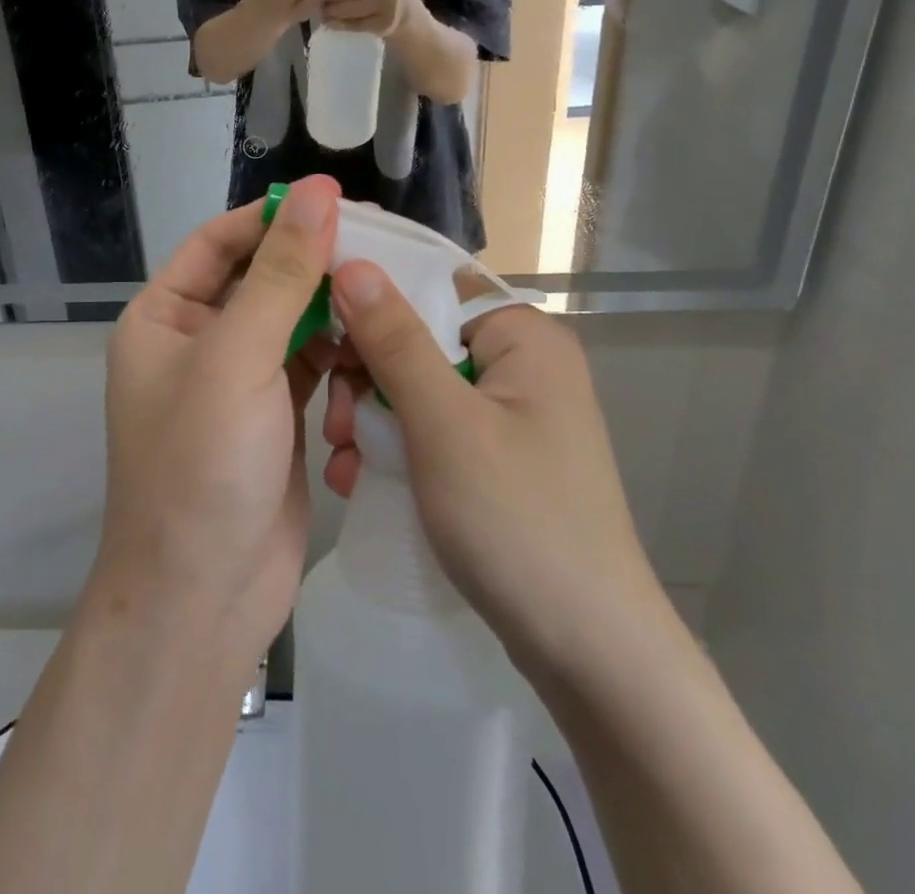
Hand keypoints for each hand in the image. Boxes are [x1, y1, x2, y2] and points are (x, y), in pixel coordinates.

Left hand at [96, 176, 341, 664]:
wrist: (204, 600)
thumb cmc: (202, 466)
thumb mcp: (238, 357)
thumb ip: (282, 273)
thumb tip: (317, 192)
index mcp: (164, 318)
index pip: (220, 242)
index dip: (273, 216)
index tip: (335, 200)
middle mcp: (197, 342)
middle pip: (260, 278)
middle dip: (313, 262)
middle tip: (379, 242)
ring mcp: (237, 381)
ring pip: (292, 320)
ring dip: (332, 308)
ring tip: (386, 291)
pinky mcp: (275, 416)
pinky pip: (311, 363)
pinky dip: (340, 353)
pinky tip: (375, 345)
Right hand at [321, 262, 657, 677]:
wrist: (589, 653)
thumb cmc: (517, 520)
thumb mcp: (444, 424)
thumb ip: (395, 340)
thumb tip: (354, 262)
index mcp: (522, 335)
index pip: (434, 285)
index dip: (374, 302)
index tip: (324, 338)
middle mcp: (522, 363)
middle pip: (421, 338)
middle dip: (368, 377)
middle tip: (337, 425)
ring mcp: (512, 412)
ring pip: (420, 387)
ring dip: (373, 417)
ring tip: (344, 462)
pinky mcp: (499, 455)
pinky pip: (434, 427)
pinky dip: (397, 446)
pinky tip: (361, 478)